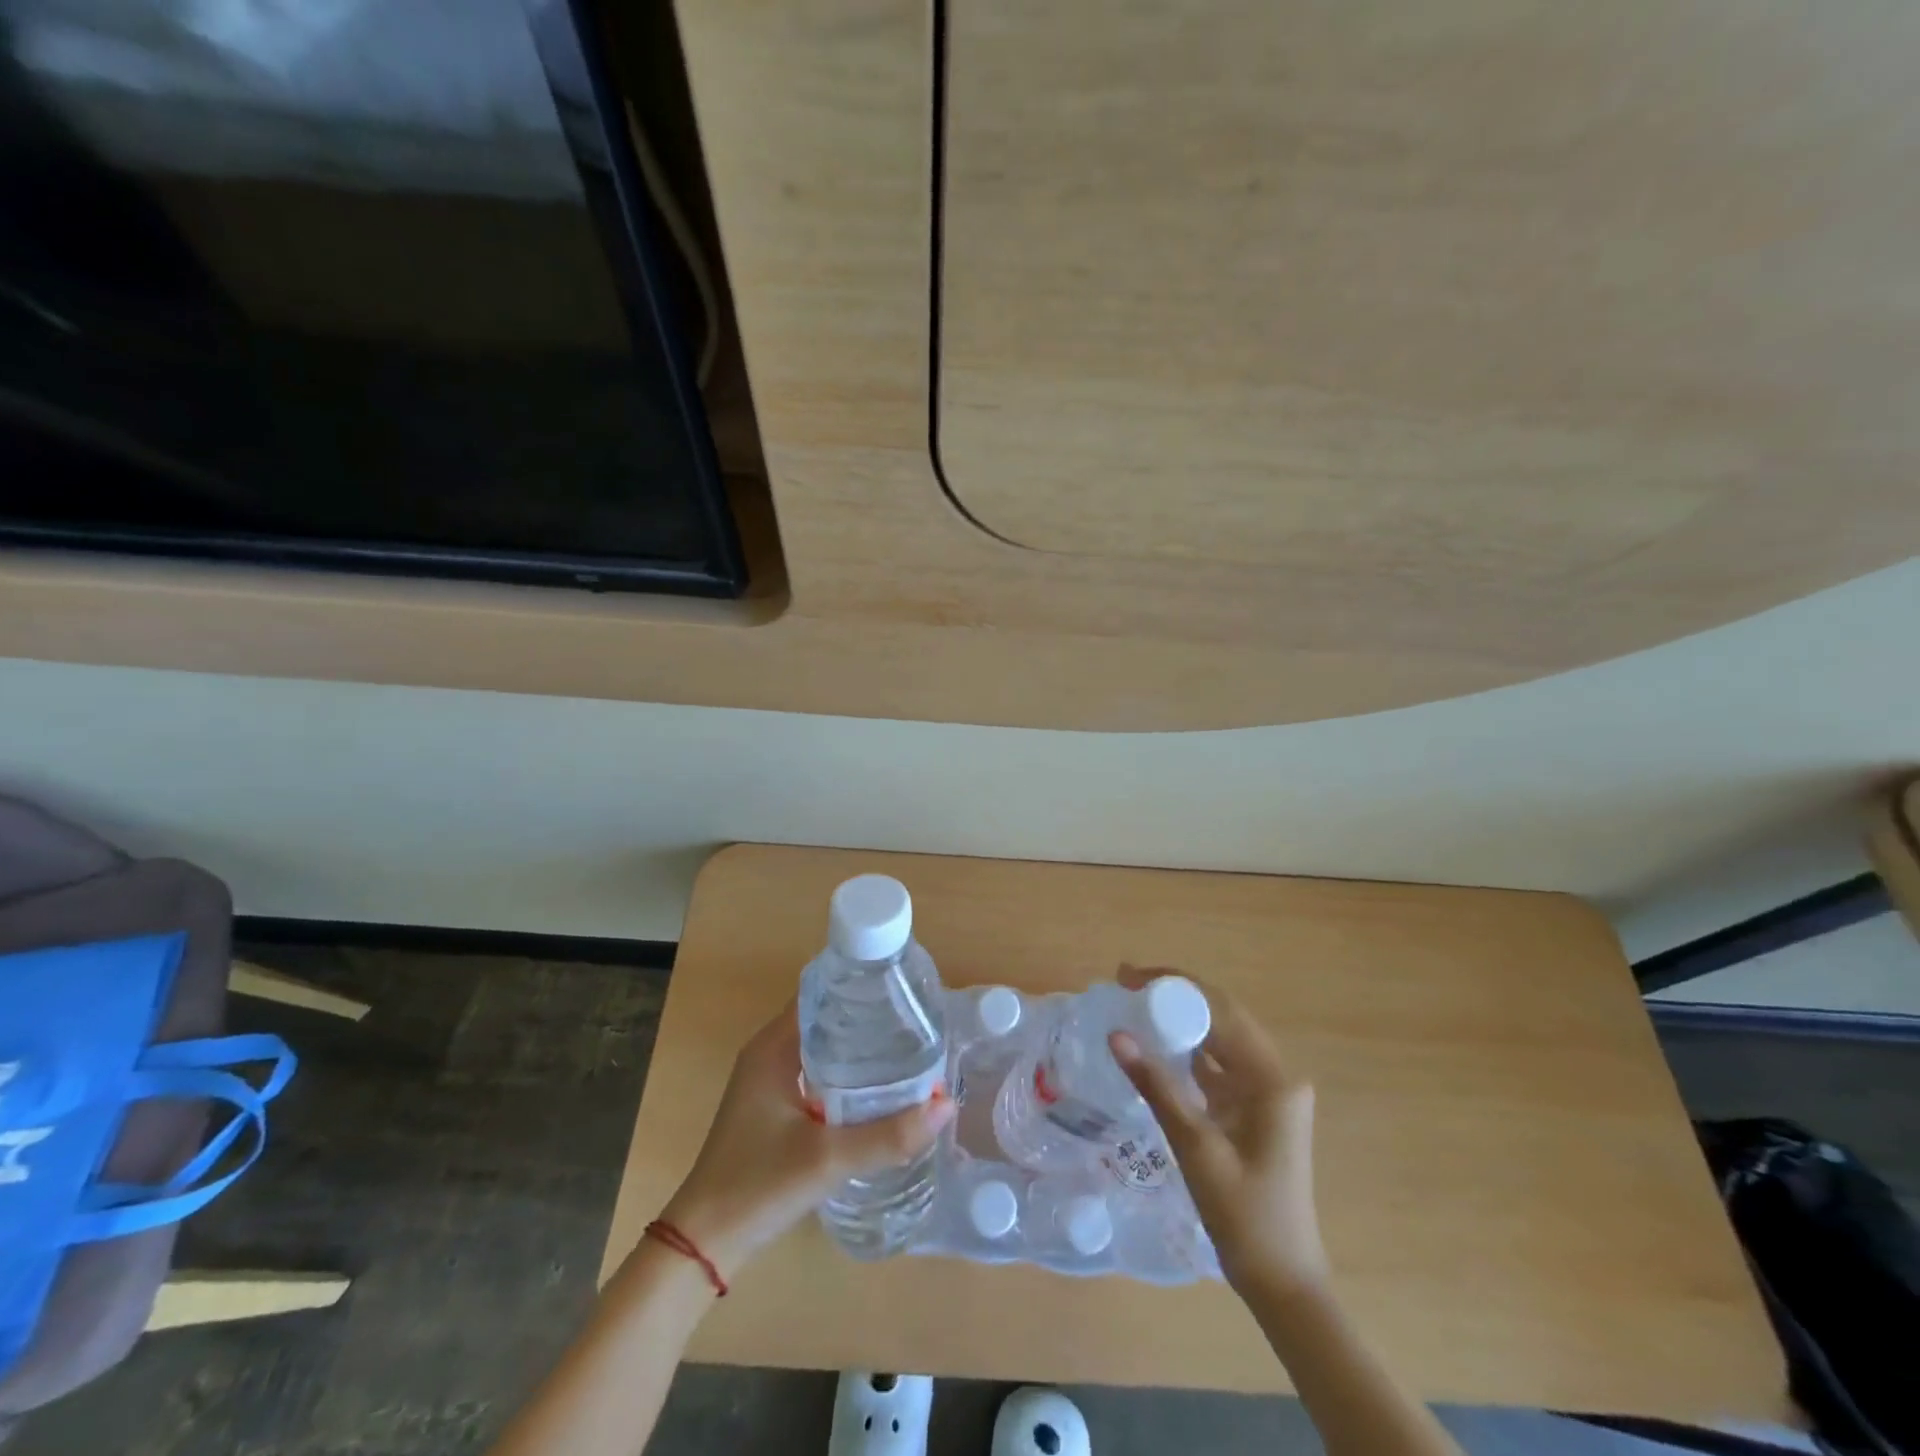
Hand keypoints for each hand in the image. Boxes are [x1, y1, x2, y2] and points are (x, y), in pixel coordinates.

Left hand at [657, 1001, 954, 1279]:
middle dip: (867, 1017)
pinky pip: (816, 1071)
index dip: (859, 986)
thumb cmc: (759, 1185)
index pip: (821, 993)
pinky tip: (877, 1088)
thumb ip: (889, 1135)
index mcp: (773, 1046)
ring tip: (906, 1048)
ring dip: (857, 1046)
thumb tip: (947, 1105)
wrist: (705, 1243)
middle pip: (826, 1017)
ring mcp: (769, 1080)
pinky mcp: (773, 1106)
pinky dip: (845, 1071)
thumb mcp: (829, 1159)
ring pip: (822, 1046)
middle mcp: (769, 1052)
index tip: (901, 990)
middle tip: (915, 1021)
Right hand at [1110, 967, 1329, 1299]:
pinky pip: (1219, 1063)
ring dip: (1182, 1018)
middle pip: (1223, 1016)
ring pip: (1221, 1037)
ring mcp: (1267, 1092)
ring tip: (1135, 1003)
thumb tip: (1117, 1034)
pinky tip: (1158, 1044)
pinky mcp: (1255, 1108)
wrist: (1282, 1281)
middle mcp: (1275, 1075)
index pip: (1221, 1010)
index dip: (1174, 985)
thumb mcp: (1195, 1147)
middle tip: (1126, 983)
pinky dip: (1189, 1049)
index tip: (1129, 977)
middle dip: (1175, 994)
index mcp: (1271, 1078)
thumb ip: (1157, 1085)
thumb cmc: (1244, 1216)